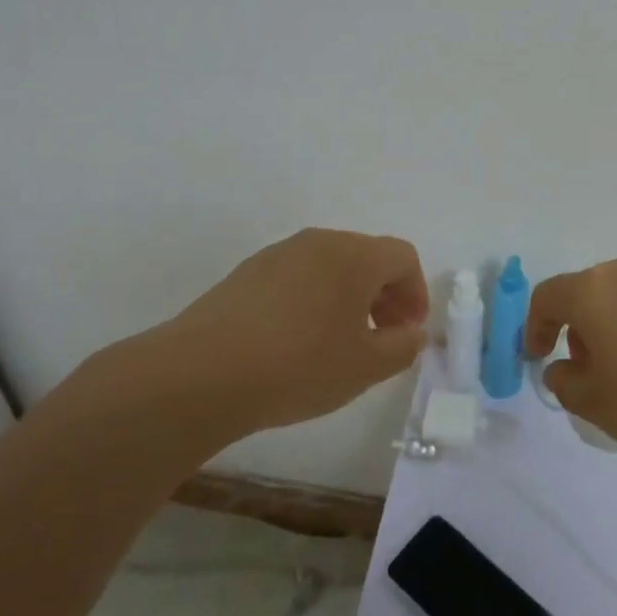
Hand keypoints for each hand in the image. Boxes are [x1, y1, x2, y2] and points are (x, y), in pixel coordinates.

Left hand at [133, 228, 429, 439]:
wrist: (201, 373)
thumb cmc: (298, 366)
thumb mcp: (364, 367)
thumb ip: (402, 346)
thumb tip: (413, 332)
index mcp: (354, 256)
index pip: (403, 257)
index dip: (415, 293)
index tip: (407, 332)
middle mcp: (319, 242)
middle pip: (368, 256)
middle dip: (385, 294)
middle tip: (381, 338)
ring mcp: (279, 253)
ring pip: (331, 265)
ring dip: (349, 297)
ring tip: (339, 342)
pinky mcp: (248, 272)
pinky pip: (298, 276)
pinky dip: (314, 298)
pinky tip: (297, 341)